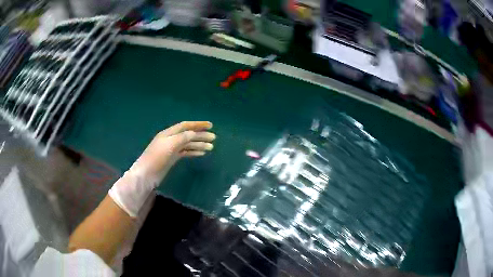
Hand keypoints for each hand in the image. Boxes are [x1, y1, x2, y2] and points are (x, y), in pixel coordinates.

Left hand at [133, 121, 215, 183]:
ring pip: (188, 144)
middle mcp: (171, 139)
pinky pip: (185, 152)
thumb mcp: (170, 145)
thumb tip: (194, 133)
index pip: (185, 126)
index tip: (210, 126)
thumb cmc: (157, 158)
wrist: (146, 174)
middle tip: (214, 138)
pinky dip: (194, 152)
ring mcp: (172, 149)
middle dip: (201, 135)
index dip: (198, 125)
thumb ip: (183, 137)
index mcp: (169, 133)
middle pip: (188, 135)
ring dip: (199, 144)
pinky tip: (201, 153)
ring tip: (211, 147)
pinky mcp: (172, 158)